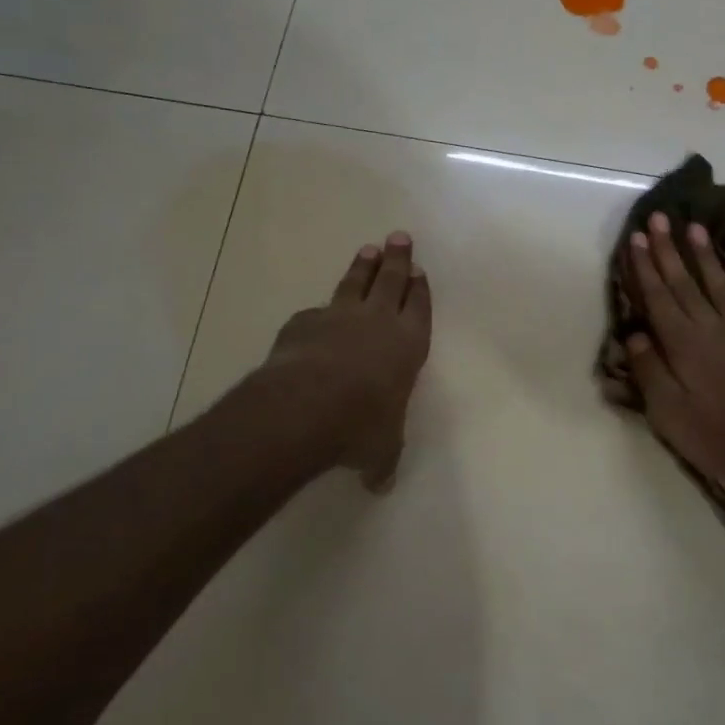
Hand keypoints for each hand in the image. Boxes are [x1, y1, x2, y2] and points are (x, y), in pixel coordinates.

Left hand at [266, 232, 432, 491]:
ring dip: (363, 267)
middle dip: (397, 260)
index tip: (419, 270)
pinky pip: (317, 311)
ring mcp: (339, 317)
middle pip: (391, 281)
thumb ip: (382, 461)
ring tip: (369, 249)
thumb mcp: (379, 450)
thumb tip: (380, 486)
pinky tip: (318, 312)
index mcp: (407, 346)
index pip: (418, 309)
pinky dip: (321, 310)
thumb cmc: (360, 426)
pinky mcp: (304, 322)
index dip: (420, 290)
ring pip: (356, 284)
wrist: (307, 406)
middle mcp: (377, 322)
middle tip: (399, 237)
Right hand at [624, 213, 724, 488]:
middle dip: (669, 249)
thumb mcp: (668, 412)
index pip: (658, 296)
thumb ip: (649, 370)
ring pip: (720, 283)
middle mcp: (711, 327)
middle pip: (686, 282)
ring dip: (705, 255)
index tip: (636, 238)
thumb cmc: (716, 435)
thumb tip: (634, 334)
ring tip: (696, 228)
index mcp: (683, 343)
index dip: (645, 266)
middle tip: (660, 218)